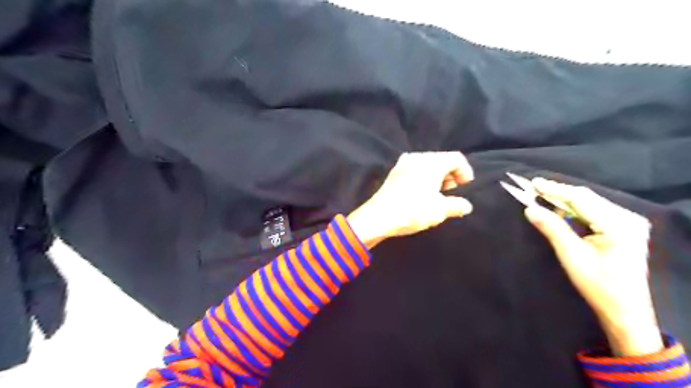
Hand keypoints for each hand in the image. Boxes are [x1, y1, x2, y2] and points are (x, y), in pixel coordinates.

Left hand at [348, 152, 472, 247]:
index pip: (456, 158)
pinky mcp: (394, 173)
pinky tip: (421, 192)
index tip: (465, 187)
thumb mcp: (440, 210)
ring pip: (427, 164)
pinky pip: (414, 169)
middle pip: (441, 159)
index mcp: (432, 162)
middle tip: (452, 191)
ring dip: (436, 176)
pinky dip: (422, 177)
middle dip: (451, 174)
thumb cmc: (412, 211)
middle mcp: (417, 157)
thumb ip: (457, 206)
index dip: (465, 172)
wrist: (378, 217)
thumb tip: (466, 206)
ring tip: (437, 194)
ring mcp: (403, 164)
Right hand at [525, 177, 663, 354]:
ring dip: (564, 201)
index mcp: (619, 224)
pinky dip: (573, 210)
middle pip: (586, 198)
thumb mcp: (572, 256)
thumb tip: (530, 208)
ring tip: (541, 197)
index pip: (581, 199)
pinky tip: (559, 211)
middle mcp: (627, 218)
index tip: (533, 183)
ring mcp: (627, 222)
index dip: (555, 189)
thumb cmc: (599, 285)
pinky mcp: (623, 228)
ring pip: (589, 203)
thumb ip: (552, 228)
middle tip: (533, 188)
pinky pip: (593, 211)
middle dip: (558, 193)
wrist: (625, 309)